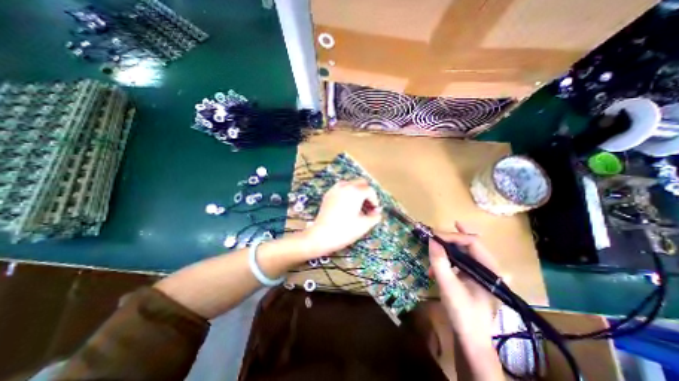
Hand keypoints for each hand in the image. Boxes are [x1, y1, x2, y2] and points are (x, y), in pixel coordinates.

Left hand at [307, 179, 380, 256]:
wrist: (321, 236)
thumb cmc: (345, 230)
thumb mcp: (364, 225)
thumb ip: (374, 217)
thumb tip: (377, 213)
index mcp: (356, 192)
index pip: (370, 190)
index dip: (375, 200)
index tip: (374, 210)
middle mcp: (345, 186)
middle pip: (360, 183)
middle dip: (366, 193)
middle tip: (367, 207)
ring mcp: (335, 189)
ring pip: (350, 184)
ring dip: (356, 192)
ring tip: (357, 206)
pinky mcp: (328, 194)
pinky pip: (341, 189)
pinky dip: (347, 193)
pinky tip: (346, 206)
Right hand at [429, 221, 497, 343]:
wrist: (470, 339)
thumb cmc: (462, 312)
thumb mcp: (448, 285)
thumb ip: (439, 261)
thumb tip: (432, 239)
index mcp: (489, 269)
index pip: (472, 242)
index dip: (452, 236)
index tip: (433, 236)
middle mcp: (488, 268)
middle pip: (469, 244)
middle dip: (450, 238)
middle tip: (434, 234)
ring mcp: (480, 274)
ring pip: (464, 253)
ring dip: (447, 250)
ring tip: (433, 251)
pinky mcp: (472, 279)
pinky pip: (460, 262)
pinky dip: (447, 261)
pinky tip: (435, 269)